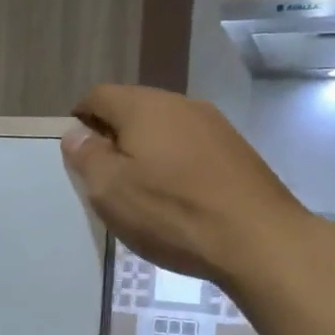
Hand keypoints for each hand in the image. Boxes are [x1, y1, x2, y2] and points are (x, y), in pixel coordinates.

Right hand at [61, 86, 309, 285]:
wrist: (258, 239)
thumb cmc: (172, 214)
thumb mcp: (111, 191)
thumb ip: (87, 157)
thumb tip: (75, 133)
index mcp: (144, 107)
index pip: (99, 96)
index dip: (80, 120)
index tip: (76, 152)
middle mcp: (181, 104)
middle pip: (134, 109)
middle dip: (114, 136)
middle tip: (105, 177)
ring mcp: (214, 125)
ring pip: (165, 128)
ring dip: (146, 151)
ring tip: (141, 190)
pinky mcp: (236, 151)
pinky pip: (191, 148)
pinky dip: (175, 164)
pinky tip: (177, 197)